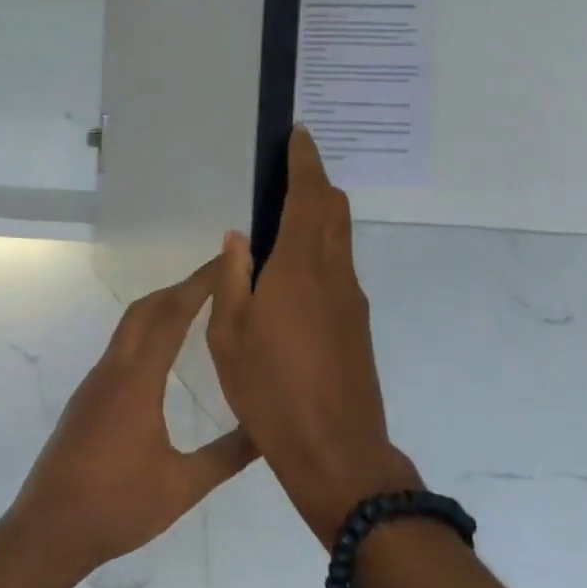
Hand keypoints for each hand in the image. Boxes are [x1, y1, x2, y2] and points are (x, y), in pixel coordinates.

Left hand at [4, 260, 257, 585]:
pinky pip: (122, 347)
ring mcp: (95, 382)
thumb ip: (227, 456)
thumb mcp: (182, 486)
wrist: (48, 529)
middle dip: (181, 287)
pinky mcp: (87, 398)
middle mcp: (113, 369)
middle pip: (146, 309)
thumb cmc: (117, 507)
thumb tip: (268, 431)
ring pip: (130, 327)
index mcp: (137, 380)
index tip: (226, 262)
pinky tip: (163, 352)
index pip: (172, 315)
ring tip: (197, 306)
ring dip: (162, 308)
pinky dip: (147, 331)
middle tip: (219, 279)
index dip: (200, 284)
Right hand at [208, 127, 420, 543]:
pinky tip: (293, 270)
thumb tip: (238, 236)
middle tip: (289, 170)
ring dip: (320, 214)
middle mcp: (334, 274)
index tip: (299, 134)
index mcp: (299, 269)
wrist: (336, 452)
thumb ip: (233, 279)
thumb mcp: (230, 335)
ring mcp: (351, 299)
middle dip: (316, 182)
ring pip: (341, 238)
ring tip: (286, 215)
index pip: (309, 198)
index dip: (305, 162)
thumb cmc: (271, 391)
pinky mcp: (356, 323)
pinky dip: (321, 247)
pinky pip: (340, 266)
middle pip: (334, 210)